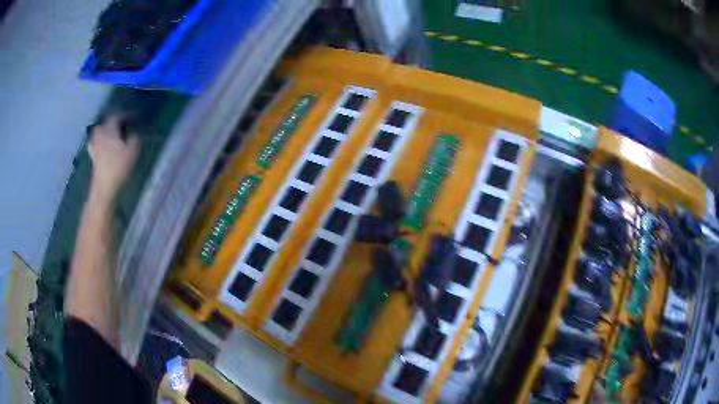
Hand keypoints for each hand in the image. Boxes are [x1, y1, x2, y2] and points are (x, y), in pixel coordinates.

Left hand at [87, 115, 139, 202]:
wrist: (104, 187)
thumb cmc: (119, 168)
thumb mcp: (133, 151)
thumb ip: (135, 137)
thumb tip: (135, 131)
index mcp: (110, 129)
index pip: (118, 116)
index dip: (127, 115)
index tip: (135, 117)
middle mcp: (101, 133)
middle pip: (106, 121)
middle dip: (115, 120)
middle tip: (123, 123)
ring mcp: (95, 144)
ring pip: (99, 130)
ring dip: (106, 128)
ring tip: (113, 132)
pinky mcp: (93, 156)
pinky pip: (95, 142)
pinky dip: (98, 139)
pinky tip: (102, 143)